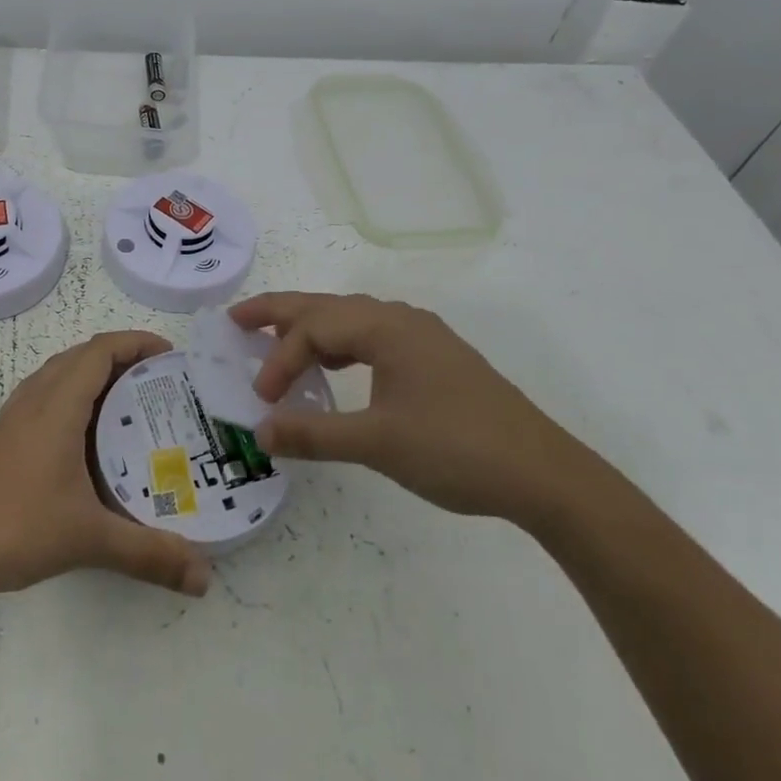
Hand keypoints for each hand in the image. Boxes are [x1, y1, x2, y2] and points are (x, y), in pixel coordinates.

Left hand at [0, 331, 211, 605]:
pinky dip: (72, 397)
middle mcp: (34, 400)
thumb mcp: (88, 539)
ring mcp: (13, 418)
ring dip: (93, 374)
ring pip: (59, 375)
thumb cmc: (14, 527)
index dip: (136, 342)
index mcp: (57, 405)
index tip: (170, 355)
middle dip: (121, 357)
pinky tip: (85, 439)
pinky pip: (44, 397)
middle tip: (158, 382)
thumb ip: (149, 554)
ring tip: (129, 403)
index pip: (100, 350)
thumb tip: (205, 578)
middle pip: (81, 356)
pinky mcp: (1, 439)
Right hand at [229, 293, 595, 527]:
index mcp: (386, 328)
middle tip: (237, 319)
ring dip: (313, 328)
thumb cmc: (457, 450)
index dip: (280, 360)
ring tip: (278, 341)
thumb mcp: (378, 444)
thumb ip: (315, 434)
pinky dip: (342, 346)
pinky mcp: (436, 358)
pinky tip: (336, 367)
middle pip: (329, 306)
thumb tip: (260, 432)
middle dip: (281, 312)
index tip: (262, 399)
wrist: (543, 474)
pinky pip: (374, 337)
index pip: (315, 329)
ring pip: (352, 320)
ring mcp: (422, 337)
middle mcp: (402, 320)